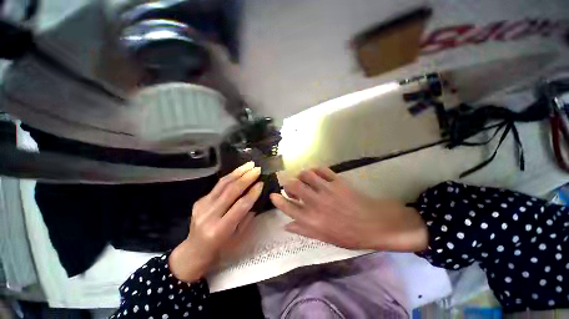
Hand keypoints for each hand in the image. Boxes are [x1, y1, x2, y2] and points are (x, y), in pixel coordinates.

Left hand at [169, 162, 262, 281]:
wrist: (194, 251)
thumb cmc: (221, 248)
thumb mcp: (238, 237)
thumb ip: (247, 216)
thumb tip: (256, 196)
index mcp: (220, 230)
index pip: (240, 206)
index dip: (252, 193)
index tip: (262, 183)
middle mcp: (208, 216)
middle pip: (230, 191)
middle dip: (246, 178)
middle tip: (258, 169)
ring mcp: (201, 206)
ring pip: (223, 184)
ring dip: (238, 172)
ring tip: (249, 164)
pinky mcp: (199, 200)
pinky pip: (218, 185)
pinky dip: (230, 177)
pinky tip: (239, 171)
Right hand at [270, 167, 427, 251]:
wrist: (375, 224)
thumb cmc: (349, 235)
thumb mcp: (324, 238)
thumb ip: (303, 230)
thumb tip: (286, 226)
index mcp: (313, 220)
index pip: (288, 208)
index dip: (278, 200)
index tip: (272, 195)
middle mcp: (317, 203)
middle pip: (294, 186)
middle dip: (287, 184)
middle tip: (290, 186)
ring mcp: (327, 190)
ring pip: (306, 174)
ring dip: (301, 175)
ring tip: (303, 179)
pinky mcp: (337, 181)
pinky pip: (321, 170)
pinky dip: (315, 170)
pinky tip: (315, 174)